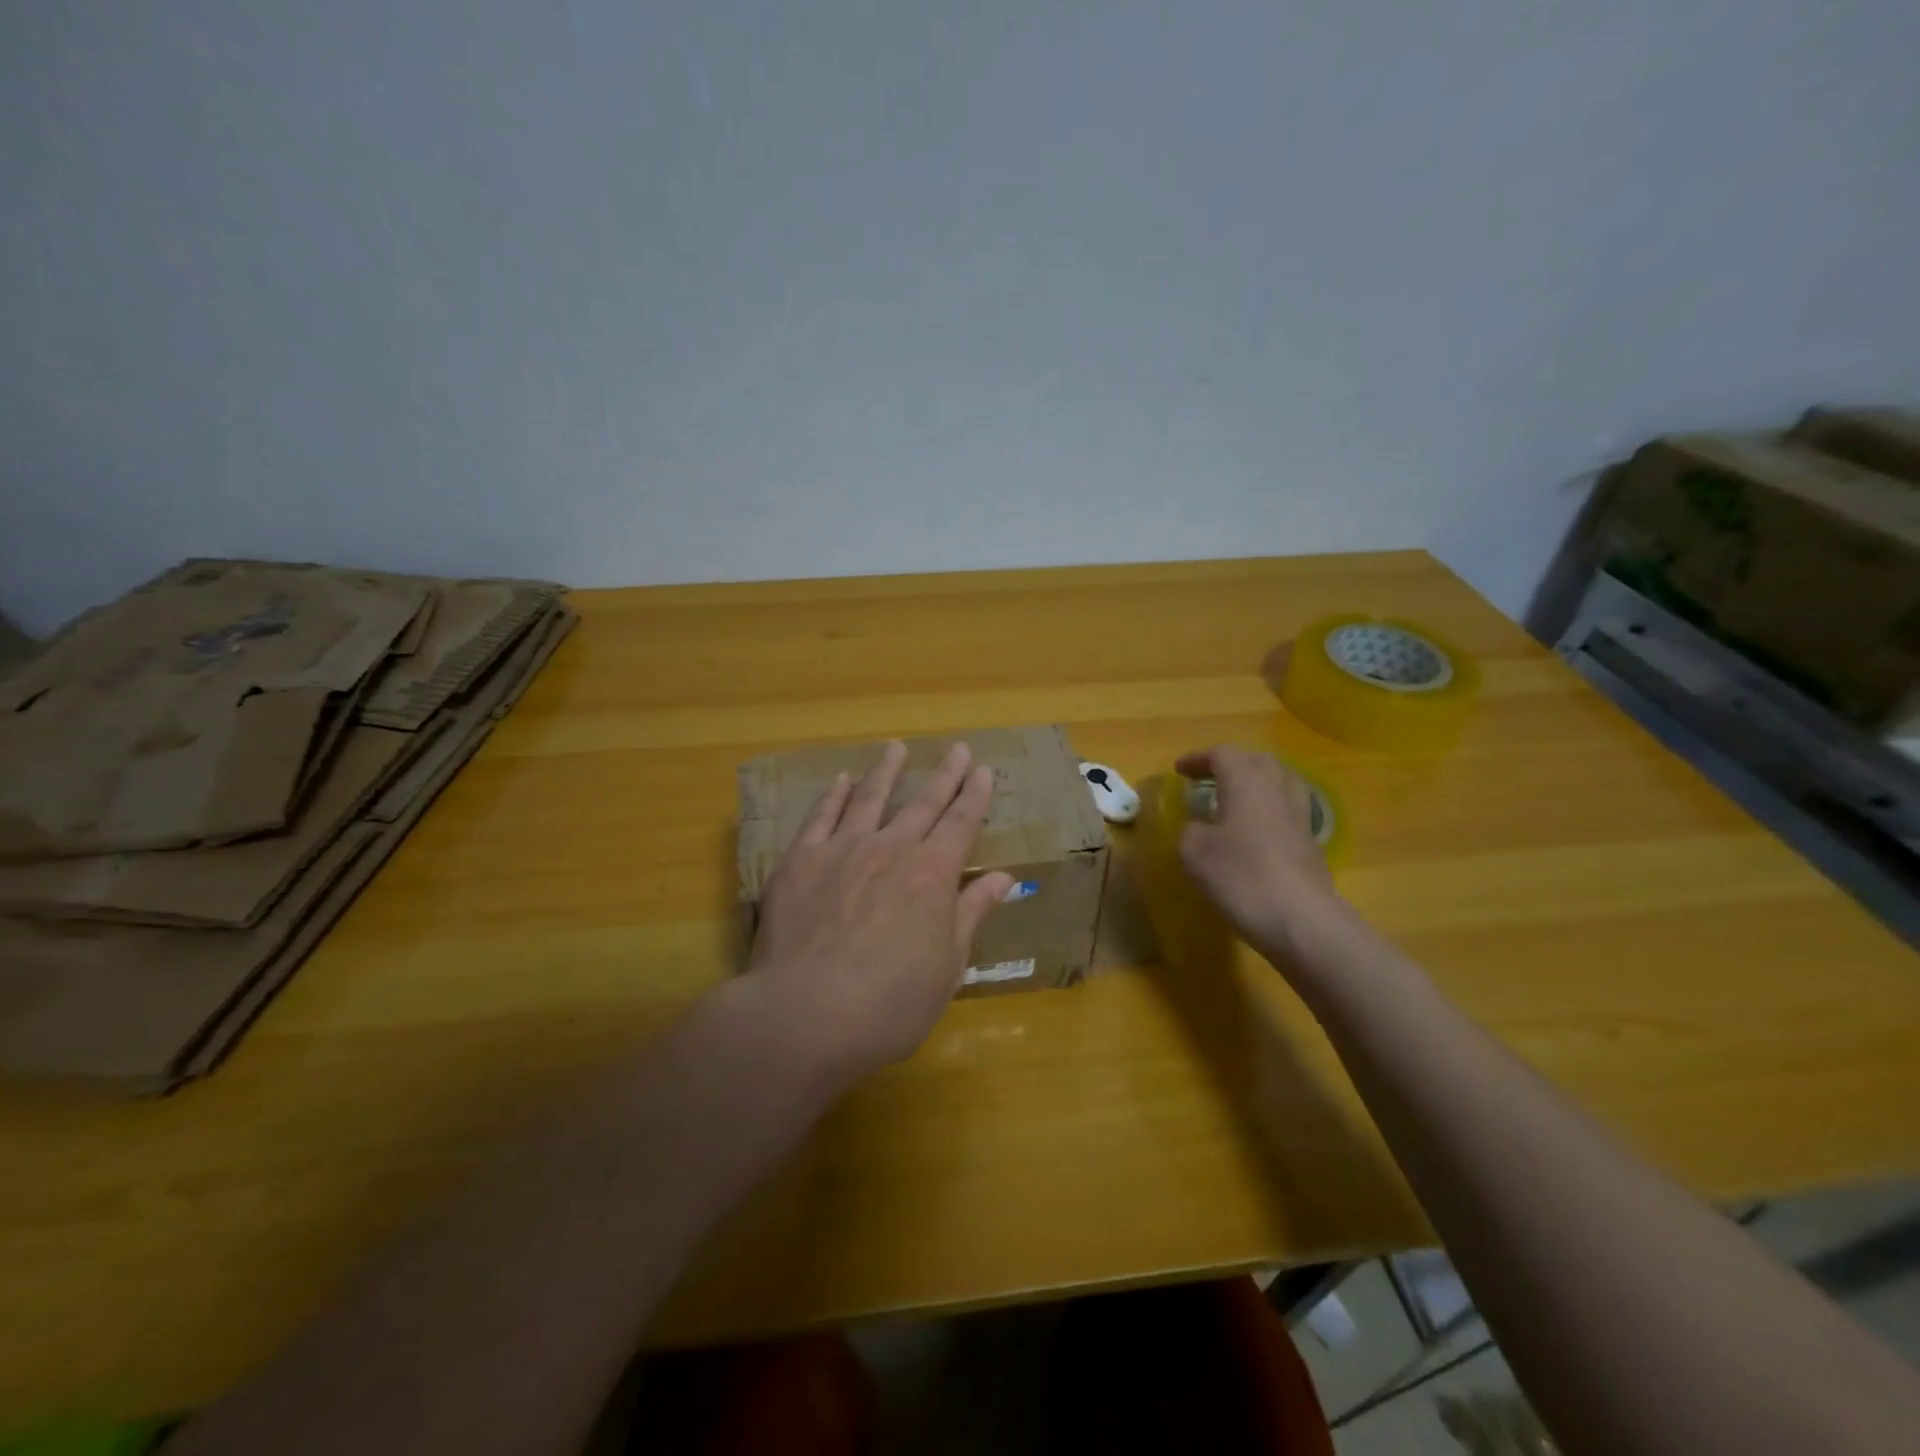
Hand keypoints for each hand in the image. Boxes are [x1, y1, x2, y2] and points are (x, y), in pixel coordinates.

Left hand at [747, 740, 1014, 1080]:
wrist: (807, 1014)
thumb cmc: (890, 1004)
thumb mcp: (948, 966)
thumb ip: (971, 913)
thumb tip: (1004, 878)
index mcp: (933, 874)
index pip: (962, 823)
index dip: (975, 795)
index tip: (982, 770)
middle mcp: (891, 849)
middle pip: (923, 803)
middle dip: (944, 775)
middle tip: (957, 748)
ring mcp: (843, 849)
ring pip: (869, 798)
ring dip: (886, 771)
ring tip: (895, 747)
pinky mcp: (800, 860)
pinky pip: (821, 817)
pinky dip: (833, 796)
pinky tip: (840, 780)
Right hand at [1173, 746, 1339, 954]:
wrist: (1300, 920)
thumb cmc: (1240, 876)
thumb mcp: (1193, 852)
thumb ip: (1190, 830)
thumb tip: (1200, 827)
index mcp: (1246, 783)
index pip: (1223, 754)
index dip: (1198, 759)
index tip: (1179, 770)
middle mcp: (1277, 791)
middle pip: (1258, 761)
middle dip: (1232, 765)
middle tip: (1209, 779)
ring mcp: (1300, 817)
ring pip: (1281, 783)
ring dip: (1257, 784)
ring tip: (1237, 800)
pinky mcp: (1311, 845)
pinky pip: (1289, 812)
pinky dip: (1270, 812)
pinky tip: (1256, 832)